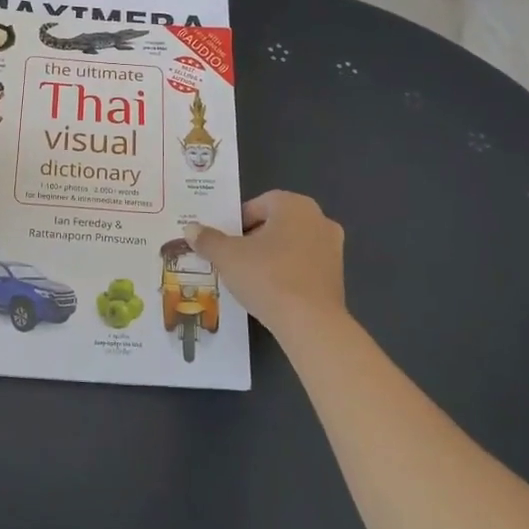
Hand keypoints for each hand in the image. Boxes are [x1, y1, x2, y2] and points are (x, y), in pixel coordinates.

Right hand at [189, 191, 345, 338]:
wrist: (311, 324)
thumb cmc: (267, 277)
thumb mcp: (227, 257)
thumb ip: (208, 240)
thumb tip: (190, 229)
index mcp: (294, 205)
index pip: (257, 204)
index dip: (236, 222)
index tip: (223, 243)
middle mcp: (318, 219)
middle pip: (275, 223)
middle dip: (253, 238)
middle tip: (233, 258)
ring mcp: (333, 248)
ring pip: (291, 245)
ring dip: (271, 256)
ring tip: (250, 277)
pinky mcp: (338, 276)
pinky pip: (304, 266)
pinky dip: (287, 273)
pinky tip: (272, 292)